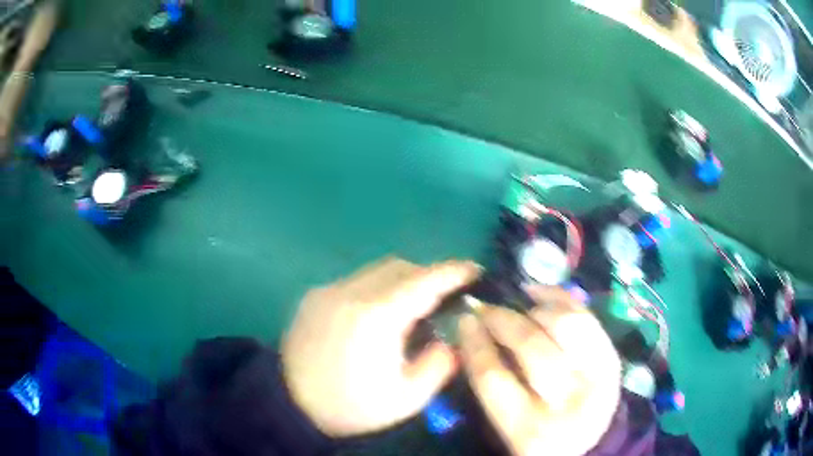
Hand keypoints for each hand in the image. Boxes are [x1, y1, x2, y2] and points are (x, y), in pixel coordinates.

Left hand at [282, 257, 480, 436]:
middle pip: (401, 266)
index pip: (423, 280)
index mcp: (376, 317)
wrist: (290, 404)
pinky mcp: (315, 296)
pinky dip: (378, 288)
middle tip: (443, 298)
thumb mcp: (406, 399)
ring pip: (377, 270)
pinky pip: (357, 280)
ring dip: (402, 281)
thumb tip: (452, 340)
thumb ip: (439, 365)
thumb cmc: (350, 406)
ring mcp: (329, 290)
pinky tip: (377, 315)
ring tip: (412, 308)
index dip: (453, 271)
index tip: (475, 270)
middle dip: (428, 276)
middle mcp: (351, 292)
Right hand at [458, 286, 620, 455]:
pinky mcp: (613, 359)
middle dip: (502, 319)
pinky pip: (587, 318)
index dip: (475, 343)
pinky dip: (561, 299)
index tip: (464, 320)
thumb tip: (475, 332)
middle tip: (485, 307)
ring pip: (565, 325)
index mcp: (528, 429)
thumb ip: (491, 385)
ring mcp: (596, 378)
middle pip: (531, 346)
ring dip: (535, 309)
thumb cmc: (538, 434)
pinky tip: (541, 295)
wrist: (589, 441)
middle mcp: (565, 403)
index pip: (493, 377)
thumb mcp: (507, 425)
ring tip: (518, 307)